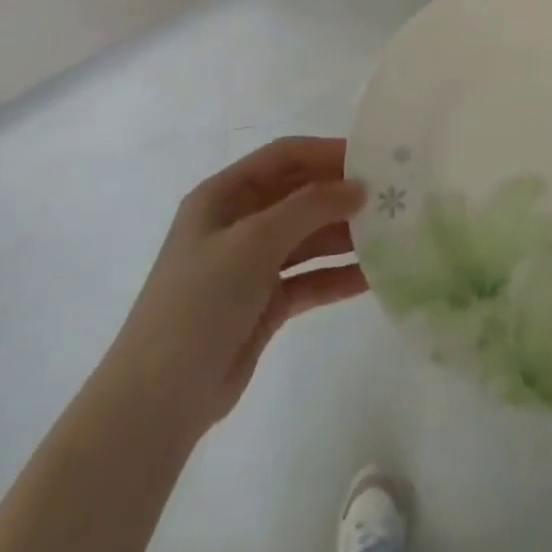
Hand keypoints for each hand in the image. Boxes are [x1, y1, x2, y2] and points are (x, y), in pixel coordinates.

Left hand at [108, 137, 368, 434]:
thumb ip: (310, 207)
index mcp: (224, 195)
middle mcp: (238, 223)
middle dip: (342, 195)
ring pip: (308, 238)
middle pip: (300, 196)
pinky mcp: (264, 303)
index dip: (327, 152)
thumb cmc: (200, 302)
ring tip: (392, 236)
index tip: (373, 159)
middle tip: (391, 199)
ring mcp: (251, 265)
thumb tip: (359, 186)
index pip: (284, 157)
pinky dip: (337, 276)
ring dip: (345, 236)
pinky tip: (373, 277)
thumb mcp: (254, 241)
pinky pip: (309, 278)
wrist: (159, 399)